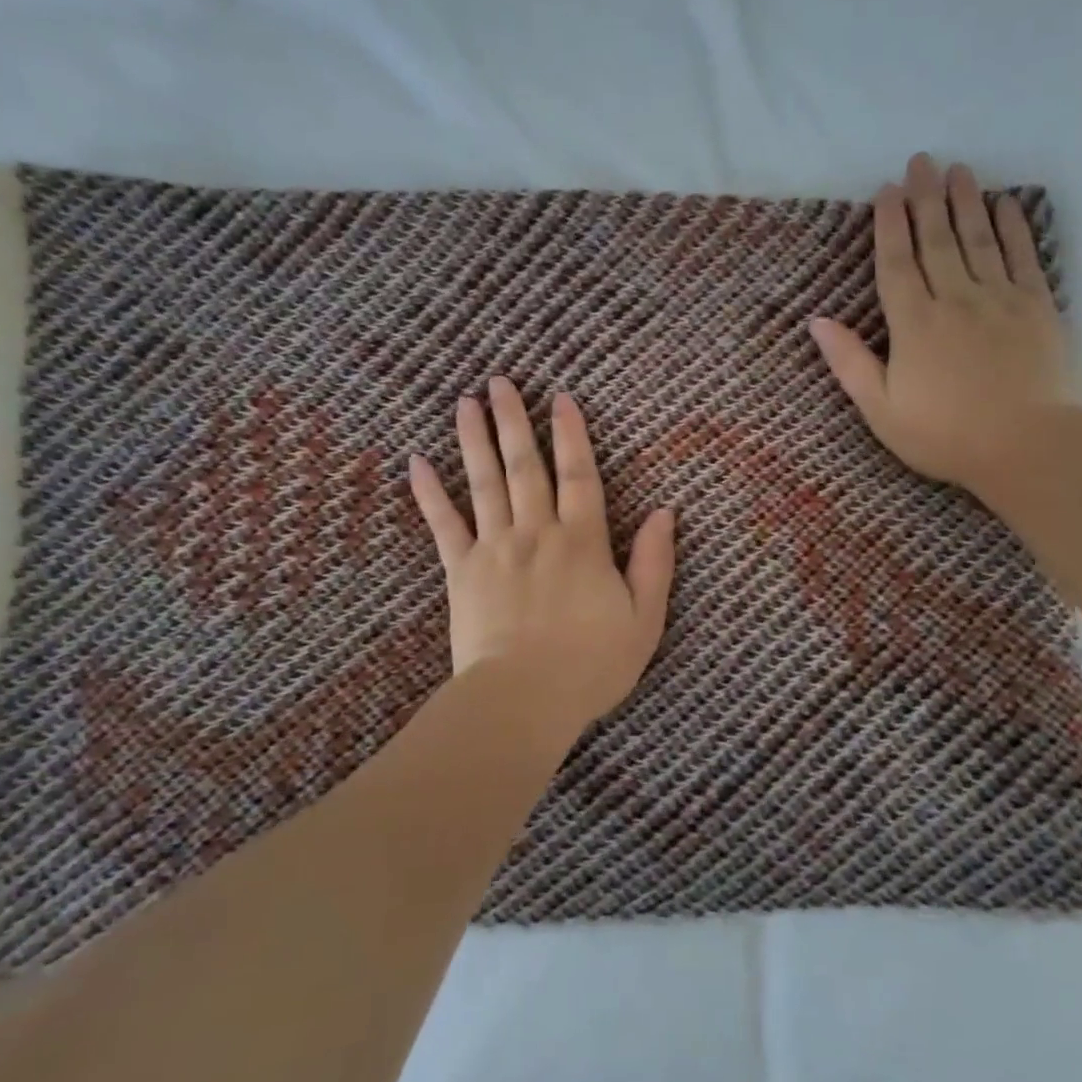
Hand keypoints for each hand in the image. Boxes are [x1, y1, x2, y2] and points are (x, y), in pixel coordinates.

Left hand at [408, 377, 676, 728]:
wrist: (524, 699)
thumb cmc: (592, 664)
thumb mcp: (645, 618)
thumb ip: (654, 562)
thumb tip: (664, 512)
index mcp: (583, 542)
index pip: (579, 475)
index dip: (572, 434)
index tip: (560, 396)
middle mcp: (537, 533)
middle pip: (525, 466)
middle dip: (515, 421)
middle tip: (500, 381)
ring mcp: (495, 549)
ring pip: (484, 483)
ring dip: (475, 440)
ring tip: (466, 402)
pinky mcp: (461, 572)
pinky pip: (443, 525)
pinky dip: (429, 493)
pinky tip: (417, 462)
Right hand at [809, 153, 1081, 501]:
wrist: (1027, 446)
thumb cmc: (945, 435)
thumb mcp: (882, 410)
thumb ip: (851, 363)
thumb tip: (818, 322)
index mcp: (914, 325)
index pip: (897, 264)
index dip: (889, 226)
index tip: (887, 191)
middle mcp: (955, 299)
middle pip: (937, 240)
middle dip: (926, 198)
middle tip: (921, 161)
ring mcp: (1000, 299)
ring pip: (979, 239)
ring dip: (966, 201)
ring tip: (958, 169)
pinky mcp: (1038, 307)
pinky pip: (1023, 256)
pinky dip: (1015, 227)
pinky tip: (1006, 204)